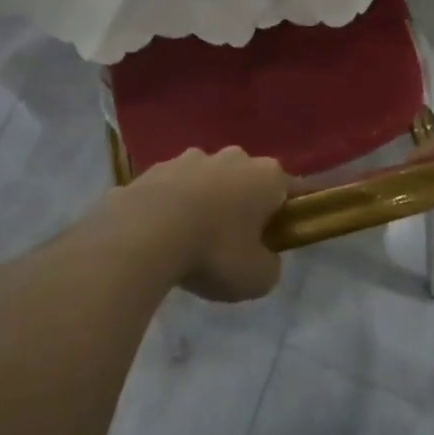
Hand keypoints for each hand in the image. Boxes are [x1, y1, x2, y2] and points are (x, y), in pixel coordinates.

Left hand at [114, 148, 287, 301]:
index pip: (289, 189)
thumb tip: (263, 257)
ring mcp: (190, 158)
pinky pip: (172, 189)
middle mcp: (232, 157)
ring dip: (204, 201)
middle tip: (233, 242)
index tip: (278, 237)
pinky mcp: (154, 168)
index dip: (287, 213)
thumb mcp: (257, 277)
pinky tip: (160, 236)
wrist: (144, 234)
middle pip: (245, 180)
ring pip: (206, 180)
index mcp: (266, 175)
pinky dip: (171, 206)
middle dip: (242, 204)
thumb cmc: (214, 252)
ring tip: (190, 240)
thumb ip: (269, 264)